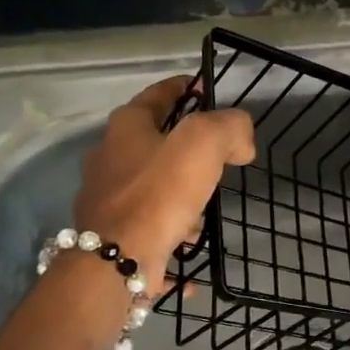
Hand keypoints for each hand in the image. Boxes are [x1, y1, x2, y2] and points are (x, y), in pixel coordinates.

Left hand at [72, 76, 255, 272]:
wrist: (117, 261)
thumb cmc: (159, 192)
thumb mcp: (204, 143)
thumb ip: (230, 128)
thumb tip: (241, 142)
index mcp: (126, 127)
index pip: (159, 94)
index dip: (186, 87)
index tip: (207, 89)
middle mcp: (109, 158)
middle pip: (154, 142)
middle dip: (185, 148)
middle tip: (218, 157)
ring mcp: (107, 200)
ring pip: (152, 187)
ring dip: (178, 195)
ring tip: (205, 211)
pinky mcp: (112, 236)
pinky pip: (151, 228)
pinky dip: (171, 234)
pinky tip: (190, 245)